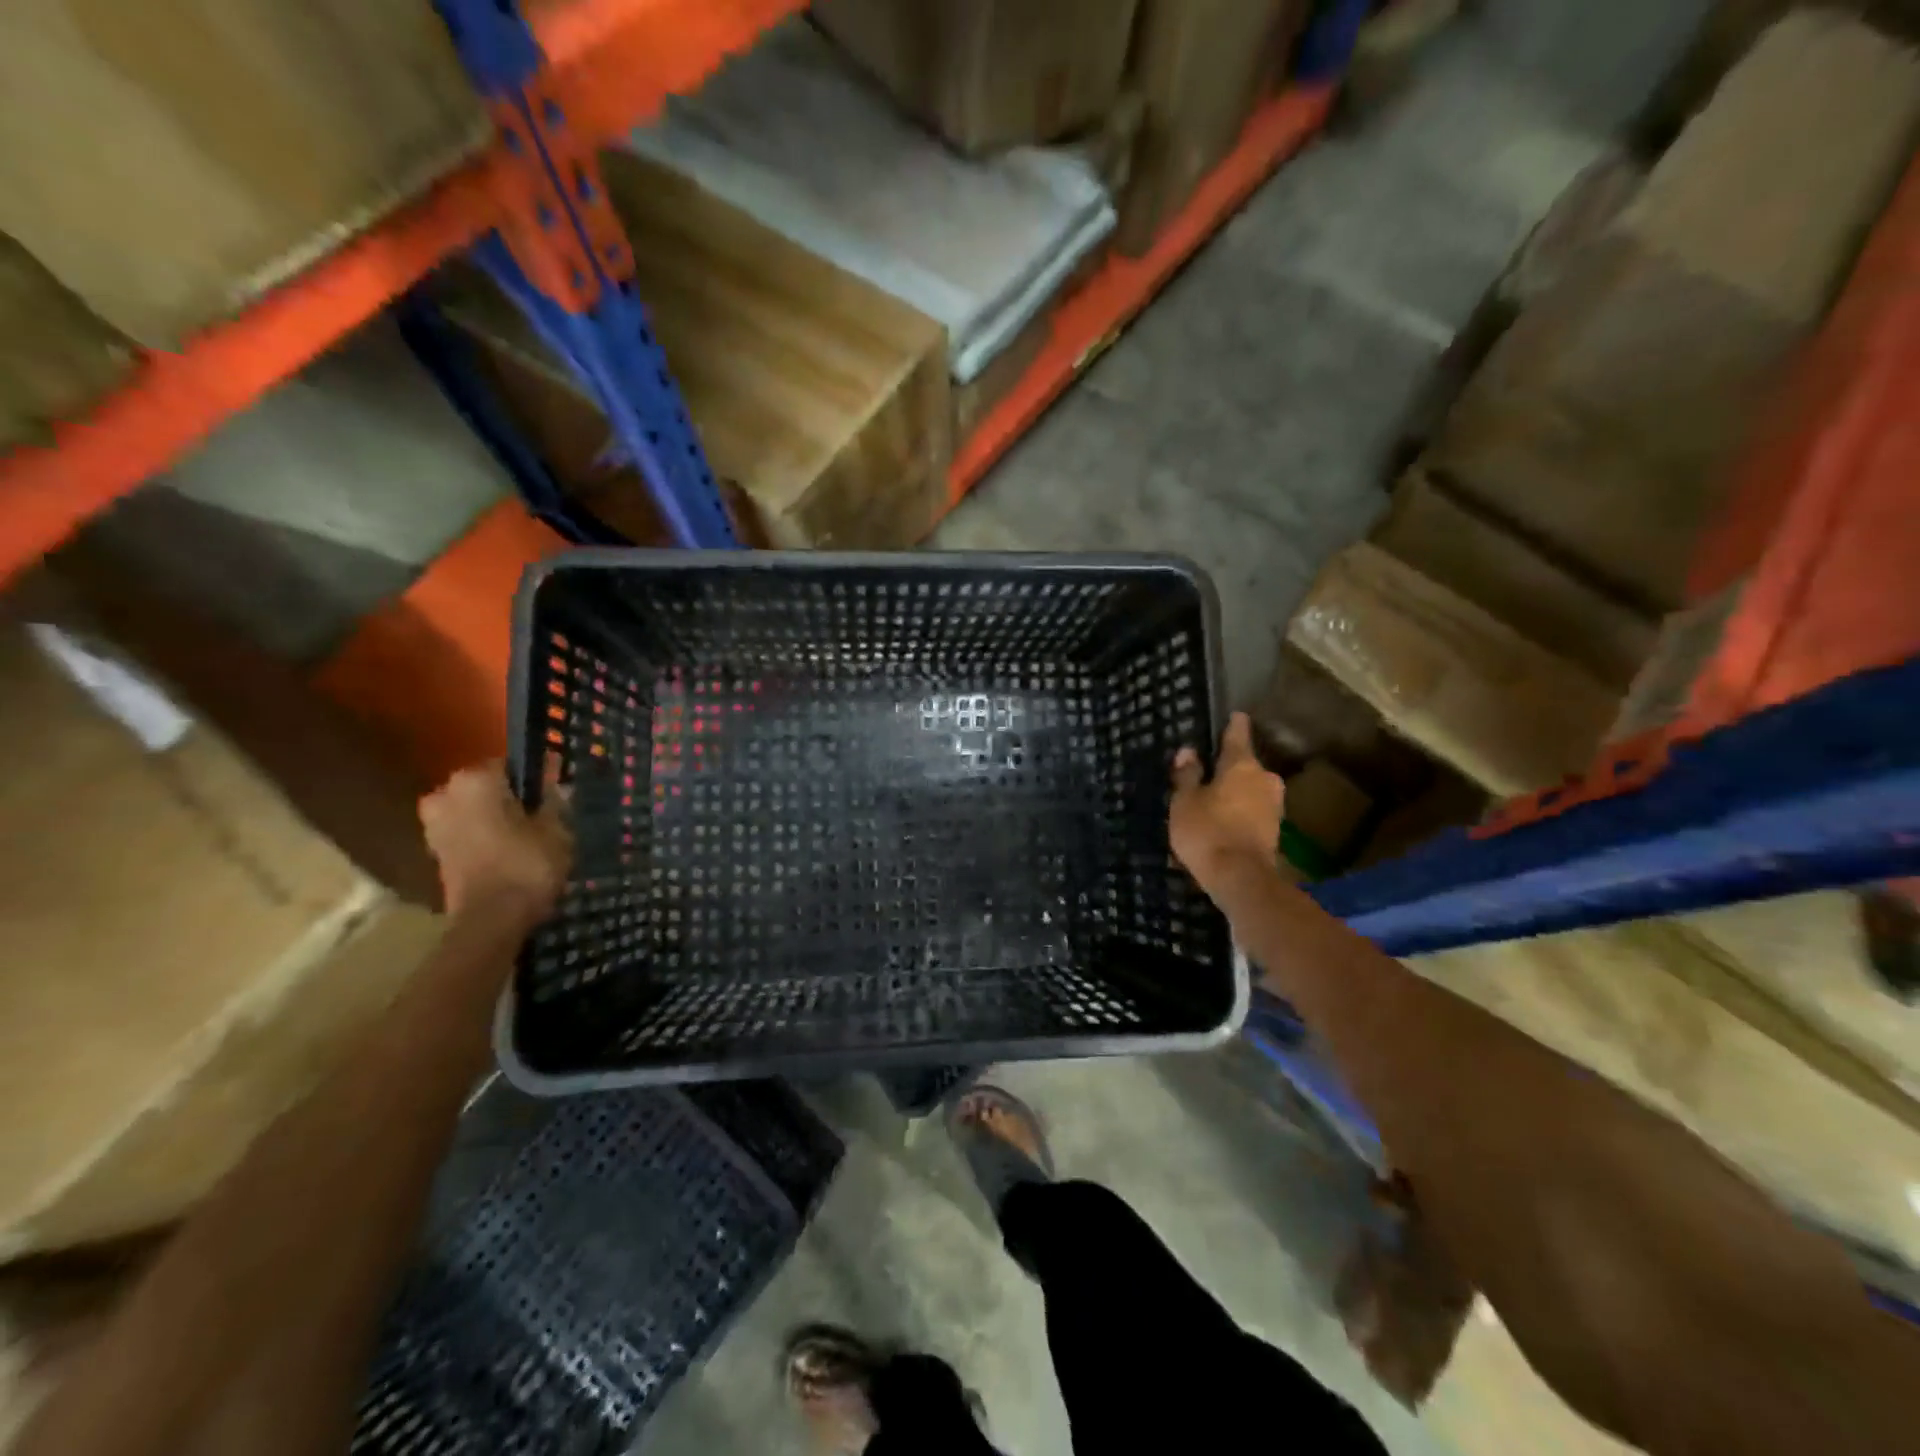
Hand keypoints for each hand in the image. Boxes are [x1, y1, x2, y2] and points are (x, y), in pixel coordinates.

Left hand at [419, 762, 571, 925]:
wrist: (491, 921)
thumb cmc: (527, 865)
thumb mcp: (556, 828)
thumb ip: (555, 800)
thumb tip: (555, 781)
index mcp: (475, 779)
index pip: (513, 765)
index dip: (538, 777)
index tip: (558, 791)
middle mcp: (446, 794)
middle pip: (489, 788)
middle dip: (513, 799)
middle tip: (543, 816)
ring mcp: (434, 825)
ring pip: (475, 811)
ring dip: (497, 819)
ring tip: (528, 837)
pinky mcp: (435, 853)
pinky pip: (467, 834)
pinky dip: (485, 839)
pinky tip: (510, 853)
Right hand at [1170, 713, 1284, 889]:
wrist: (1241, 879)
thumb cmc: (1207, 831)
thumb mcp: (1185, 802)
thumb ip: (1187, 775)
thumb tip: (1188, 751)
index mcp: (1242, 764)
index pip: (1238, 734)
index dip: (1233, 724)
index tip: (1234, 714)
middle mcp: (1264, 779)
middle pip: (1246, 764)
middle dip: (1230, 767)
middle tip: (1209, 769)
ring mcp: (1274, 805)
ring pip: (1251, 789)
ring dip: (1235, 791)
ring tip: (1213, 798)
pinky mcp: (1275, 830)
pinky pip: (1253, 811)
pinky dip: (1240, 811)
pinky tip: (1224, 820)